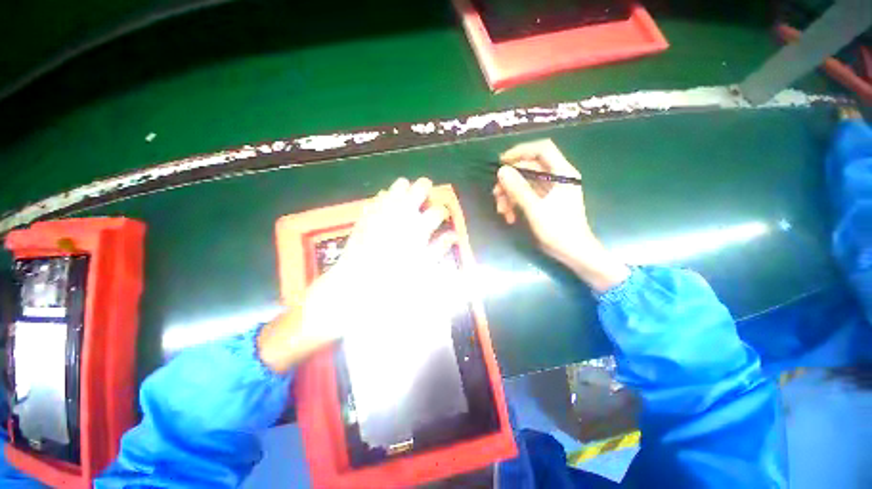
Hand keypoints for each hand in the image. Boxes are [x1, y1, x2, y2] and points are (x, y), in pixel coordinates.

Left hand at [258, 178, 453, 372]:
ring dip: (399, 188)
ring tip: (404, 183)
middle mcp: (399, 221)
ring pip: (391, 196)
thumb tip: (452, 236)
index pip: (435, 214)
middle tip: (426, 183)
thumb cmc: (393, 285)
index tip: (443, 213)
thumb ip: (438, 250)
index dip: (441, 211)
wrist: (354, 292)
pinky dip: (379, 199)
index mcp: (416, 232)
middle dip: (422, 188)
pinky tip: (381, 196)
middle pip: (413, 196)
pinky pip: (372, 206)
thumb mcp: (422, 271)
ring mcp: (379, 220)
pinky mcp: (363, 224)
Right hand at [493, 139, 628, 292]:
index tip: (502, 163)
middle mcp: (557, 177)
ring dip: (510, 195)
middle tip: (496, 195)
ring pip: (524, 183)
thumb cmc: (558, 230)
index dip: (520, 151)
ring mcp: (550, 190)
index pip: (541, 149)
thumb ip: (518, 189)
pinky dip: (515, 203)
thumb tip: (501, 171)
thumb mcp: (535, 209)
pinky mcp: (545, 201)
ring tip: (502, 211)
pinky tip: (510, 217)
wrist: (573, 252)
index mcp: (562, 173)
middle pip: (528, 168)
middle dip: (510, 181)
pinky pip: (526, 195)